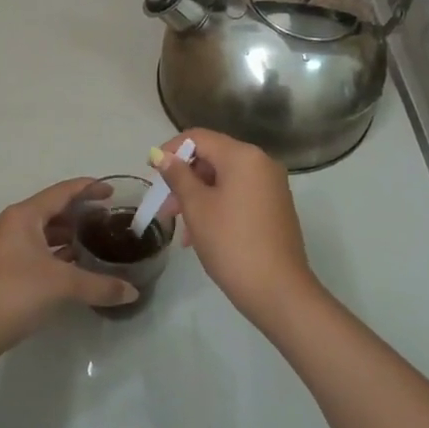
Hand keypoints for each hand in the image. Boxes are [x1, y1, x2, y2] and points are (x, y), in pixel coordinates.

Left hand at [0, 178, 137, 364]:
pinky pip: (33, 249)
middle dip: (78, 213)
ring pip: (41, 232)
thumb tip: (133, 292)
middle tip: (107, 219)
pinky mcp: (0, 267)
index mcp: (22, 216)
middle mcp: (10, 224)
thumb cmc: (15, 294)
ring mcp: (2, 247)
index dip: (88, 189)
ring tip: (94, 241)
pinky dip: (54, 252)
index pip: (61, 192)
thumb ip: (100, 285)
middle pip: (50, 210)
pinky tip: (72, 265)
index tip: (112, 191)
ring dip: (66, 234)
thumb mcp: (62, 286)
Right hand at [150, 129, 324, 330]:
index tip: (151, 173)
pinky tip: (200, 234)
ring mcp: (272, 186)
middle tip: (163, 206)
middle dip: (184, 178)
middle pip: (212, 157)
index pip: (198, 137)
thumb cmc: (231, 243)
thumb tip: (162, 155)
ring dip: (198, 196)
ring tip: (178, 227)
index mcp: (243, 156)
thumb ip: (178, 176)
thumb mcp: (197, 207)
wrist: (278, 290)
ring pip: (224, 179)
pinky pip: (239, 195)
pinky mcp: (275, 207)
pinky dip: (217, 205)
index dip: (170, 150)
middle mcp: (261, 163)